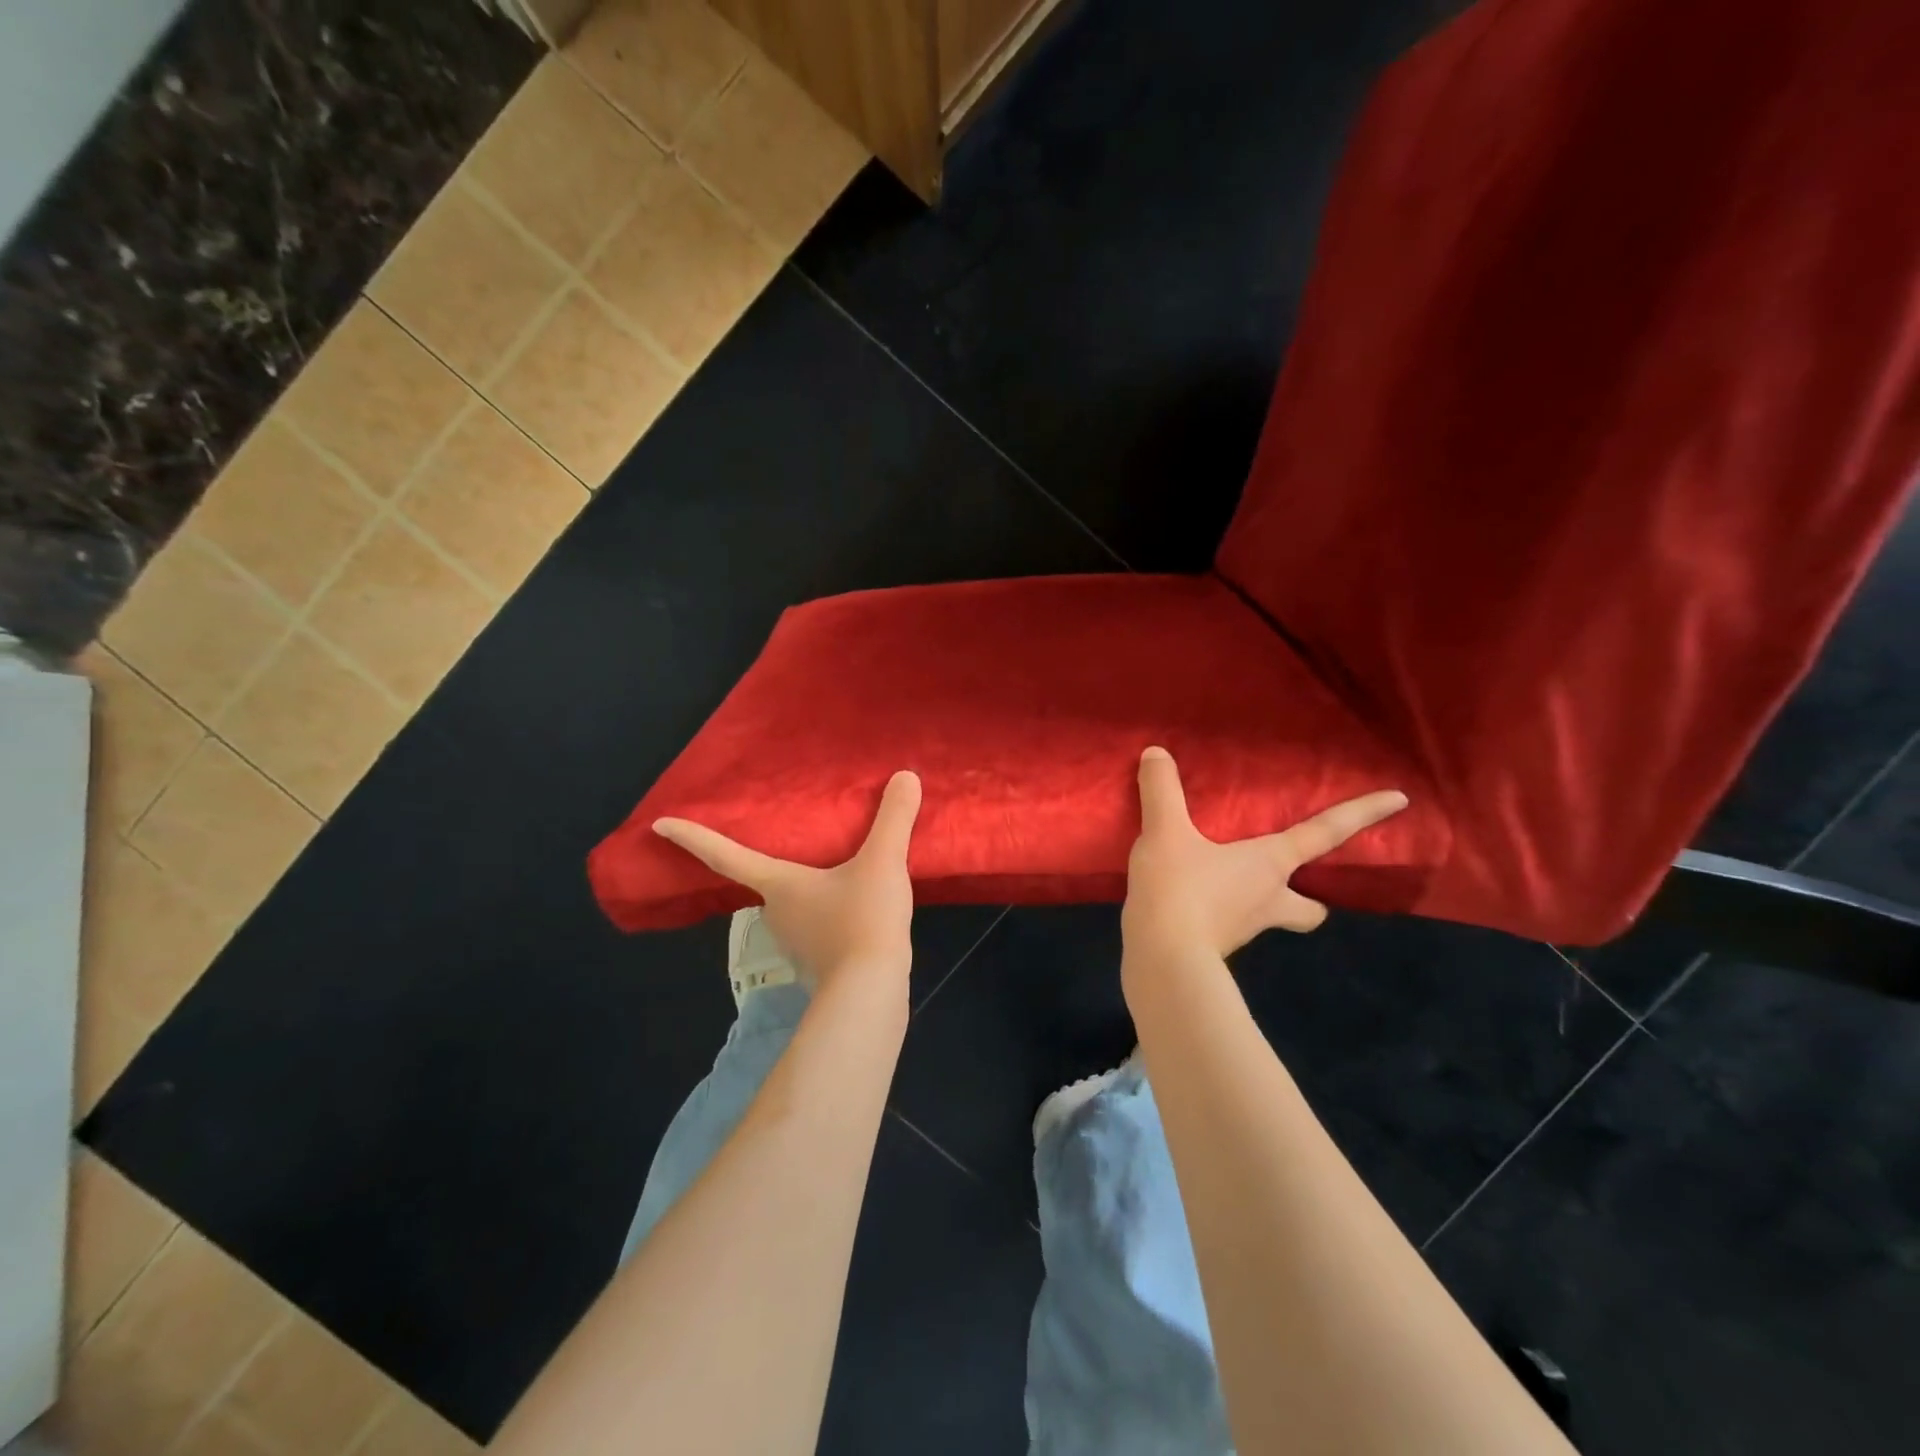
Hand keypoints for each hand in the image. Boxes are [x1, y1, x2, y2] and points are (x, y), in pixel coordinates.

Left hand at [653, 770, 921, 989]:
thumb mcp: (883, 862)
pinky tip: (854, 908)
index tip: (659, 824)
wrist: (870, 994)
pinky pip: (817, 927)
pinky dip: (828, 913)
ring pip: (793, 906)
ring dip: (805, 890)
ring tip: (833, 870)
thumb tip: (906, 775)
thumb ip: (893, 819)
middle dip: (769, 862)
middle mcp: (776, 913)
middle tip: (782, 840)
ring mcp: (795, 943)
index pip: (725, 855)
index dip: (693, 837)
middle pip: (764, 881)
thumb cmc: (862, 921)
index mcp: (779, 884)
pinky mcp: (818, 963)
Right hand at [1122, 746, 1407, 964]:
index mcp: (1270, 864)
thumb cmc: (1181, 890)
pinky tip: (1191, 904)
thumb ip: (1162, 791)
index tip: (1401, 799)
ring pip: (1270, 918)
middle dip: (1310, 899)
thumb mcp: (1166, 832)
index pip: (1325, 833)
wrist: (1163, 959)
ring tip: (1226, 886)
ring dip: (1261, 905)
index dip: (1362, 814)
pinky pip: (1227, 926)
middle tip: (1291, 884)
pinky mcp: (1215, 946)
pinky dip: (1219, 915)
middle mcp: (1269, 898)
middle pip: (1310, 907)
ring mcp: (1245, 928)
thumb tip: (1156, 752)